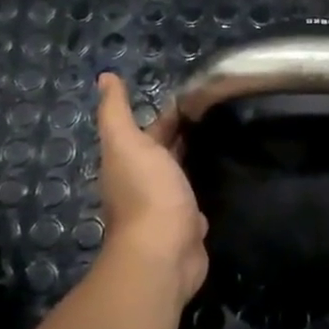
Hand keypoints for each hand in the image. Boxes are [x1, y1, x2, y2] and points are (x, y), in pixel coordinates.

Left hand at [94, 73, 208, 305]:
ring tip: (224, 136)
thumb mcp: (127, 143)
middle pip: (165, 150)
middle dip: (184, 131)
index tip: (198, 94)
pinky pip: (195, 198)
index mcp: (129, 160)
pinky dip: (203, 185)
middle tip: (217, 110)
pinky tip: (221, 175)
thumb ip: (116, 111)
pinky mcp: (187, 224)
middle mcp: (144, 181)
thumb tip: (104, 76)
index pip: (150, 128)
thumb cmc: (147, 192)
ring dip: (194, 157)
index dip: (169, 112)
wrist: (165, 251)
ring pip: (180, 173)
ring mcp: (166, 205)